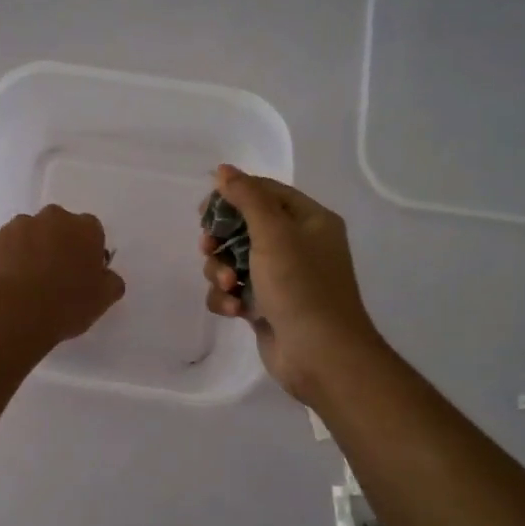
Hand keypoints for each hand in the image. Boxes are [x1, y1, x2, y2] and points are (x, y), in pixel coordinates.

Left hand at [0, 205, 125, 349]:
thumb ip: (111, 281)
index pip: (92, 232)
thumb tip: (106, 275)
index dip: (88, 252)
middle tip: (56, 276)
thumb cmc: (65, 305)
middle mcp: (54, 218)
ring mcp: (21, 225)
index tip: (83, 273)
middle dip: (60, 244)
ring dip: (33, 249)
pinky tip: (11, 283)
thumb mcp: (102, 300)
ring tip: (29, 282)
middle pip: (60, 227)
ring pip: (32, 234)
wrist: (12, 312)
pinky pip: (8, 245)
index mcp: (85, 228)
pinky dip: (10, 258)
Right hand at [200, 165, 381, 401]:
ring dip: (221, 271)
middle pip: (245, 227)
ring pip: (234, 260)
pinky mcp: (266, 307)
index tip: (204, 209)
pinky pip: (235, 290)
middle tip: (208, 247)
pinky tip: (233, 309)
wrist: (320, 356)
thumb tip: (224, 170)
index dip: (234, 195)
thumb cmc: (300, 286)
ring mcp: (282, 278)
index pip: (266, 192)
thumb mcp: (274, 233)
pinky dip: (228, 297)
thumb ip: (247, 198)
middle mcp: (298, 245)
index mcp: (310, 221)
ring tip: (229, 286)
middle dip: (222, 240)